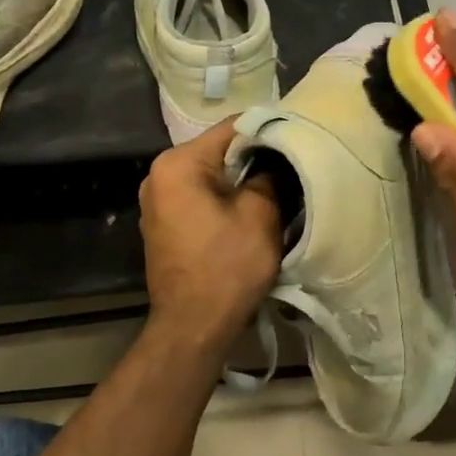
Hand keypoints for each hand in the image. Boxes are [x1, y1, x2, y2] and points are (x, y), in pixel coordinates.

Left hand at [139, 120, 282, 351]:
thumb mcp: (260, 215)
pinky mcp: (163, 225)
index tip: (298, 137)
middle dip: (254, 158)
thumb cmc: (227, 267)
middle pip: (218, 151)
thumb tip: (274, 159)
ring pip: (210, 176)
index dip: (268, 130)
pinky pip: (199, 198)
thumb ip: (268, 175)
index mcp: (178, 164)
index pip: (231, 128)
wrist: (193, 327)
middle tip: (292, 165)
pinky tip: (249, 211)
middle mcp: (158, 175)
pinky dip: (224, 200)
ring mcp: (157, 202)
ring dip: (240, 181)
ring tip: (276, 187)